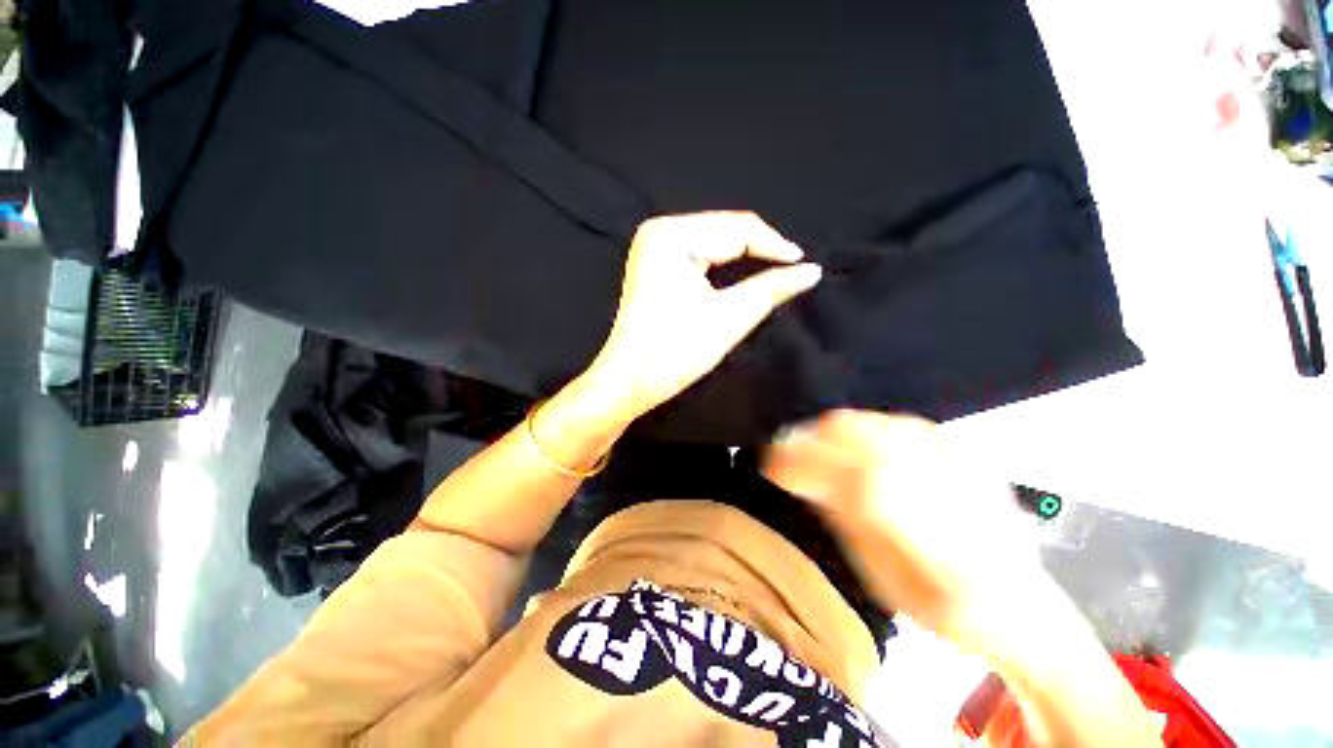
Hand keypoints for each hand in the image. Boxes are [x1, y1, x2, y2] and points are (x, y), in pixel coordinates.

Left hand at [583, 212, 821, 421]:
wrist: (628, 381)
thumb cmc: (674, 352)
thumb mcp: (728, 318)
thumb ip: (771, 288)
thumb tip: (812, 270)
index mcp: (672, 235)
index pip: (738, 228)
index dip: (776, 246)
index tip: (807, 266)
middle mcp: (659, 229)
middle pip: (724, 230)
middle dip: (760, 251)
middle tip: (793, 271)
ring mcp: (653, 245)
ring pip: (713, 241)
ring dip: (744, 257)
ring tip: (775, 272)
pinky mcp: (654, 263)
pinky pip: (699, 253)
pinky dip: (723, 264)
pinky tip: (743, 274)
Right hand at [761, 410, 1047, 651]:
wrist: (1022, 602)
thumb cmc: (947, 610)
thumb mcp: (888, 585)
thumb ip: (846, 524)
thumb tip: (803, 477)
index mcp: (941, 547)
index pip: (862, 482)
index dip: (807, 465)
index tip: (772, 463)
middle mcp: (959, 494)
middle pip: (866, 439)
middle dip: (812, 440)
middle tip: (787, 453)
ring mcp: (965, 463)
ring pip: (876, 424)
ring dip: (832, 433)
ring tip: (814, 449)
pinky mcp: (965, 449)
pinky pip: (896, 422)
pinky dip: (862, 430)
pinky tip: (853, 448)